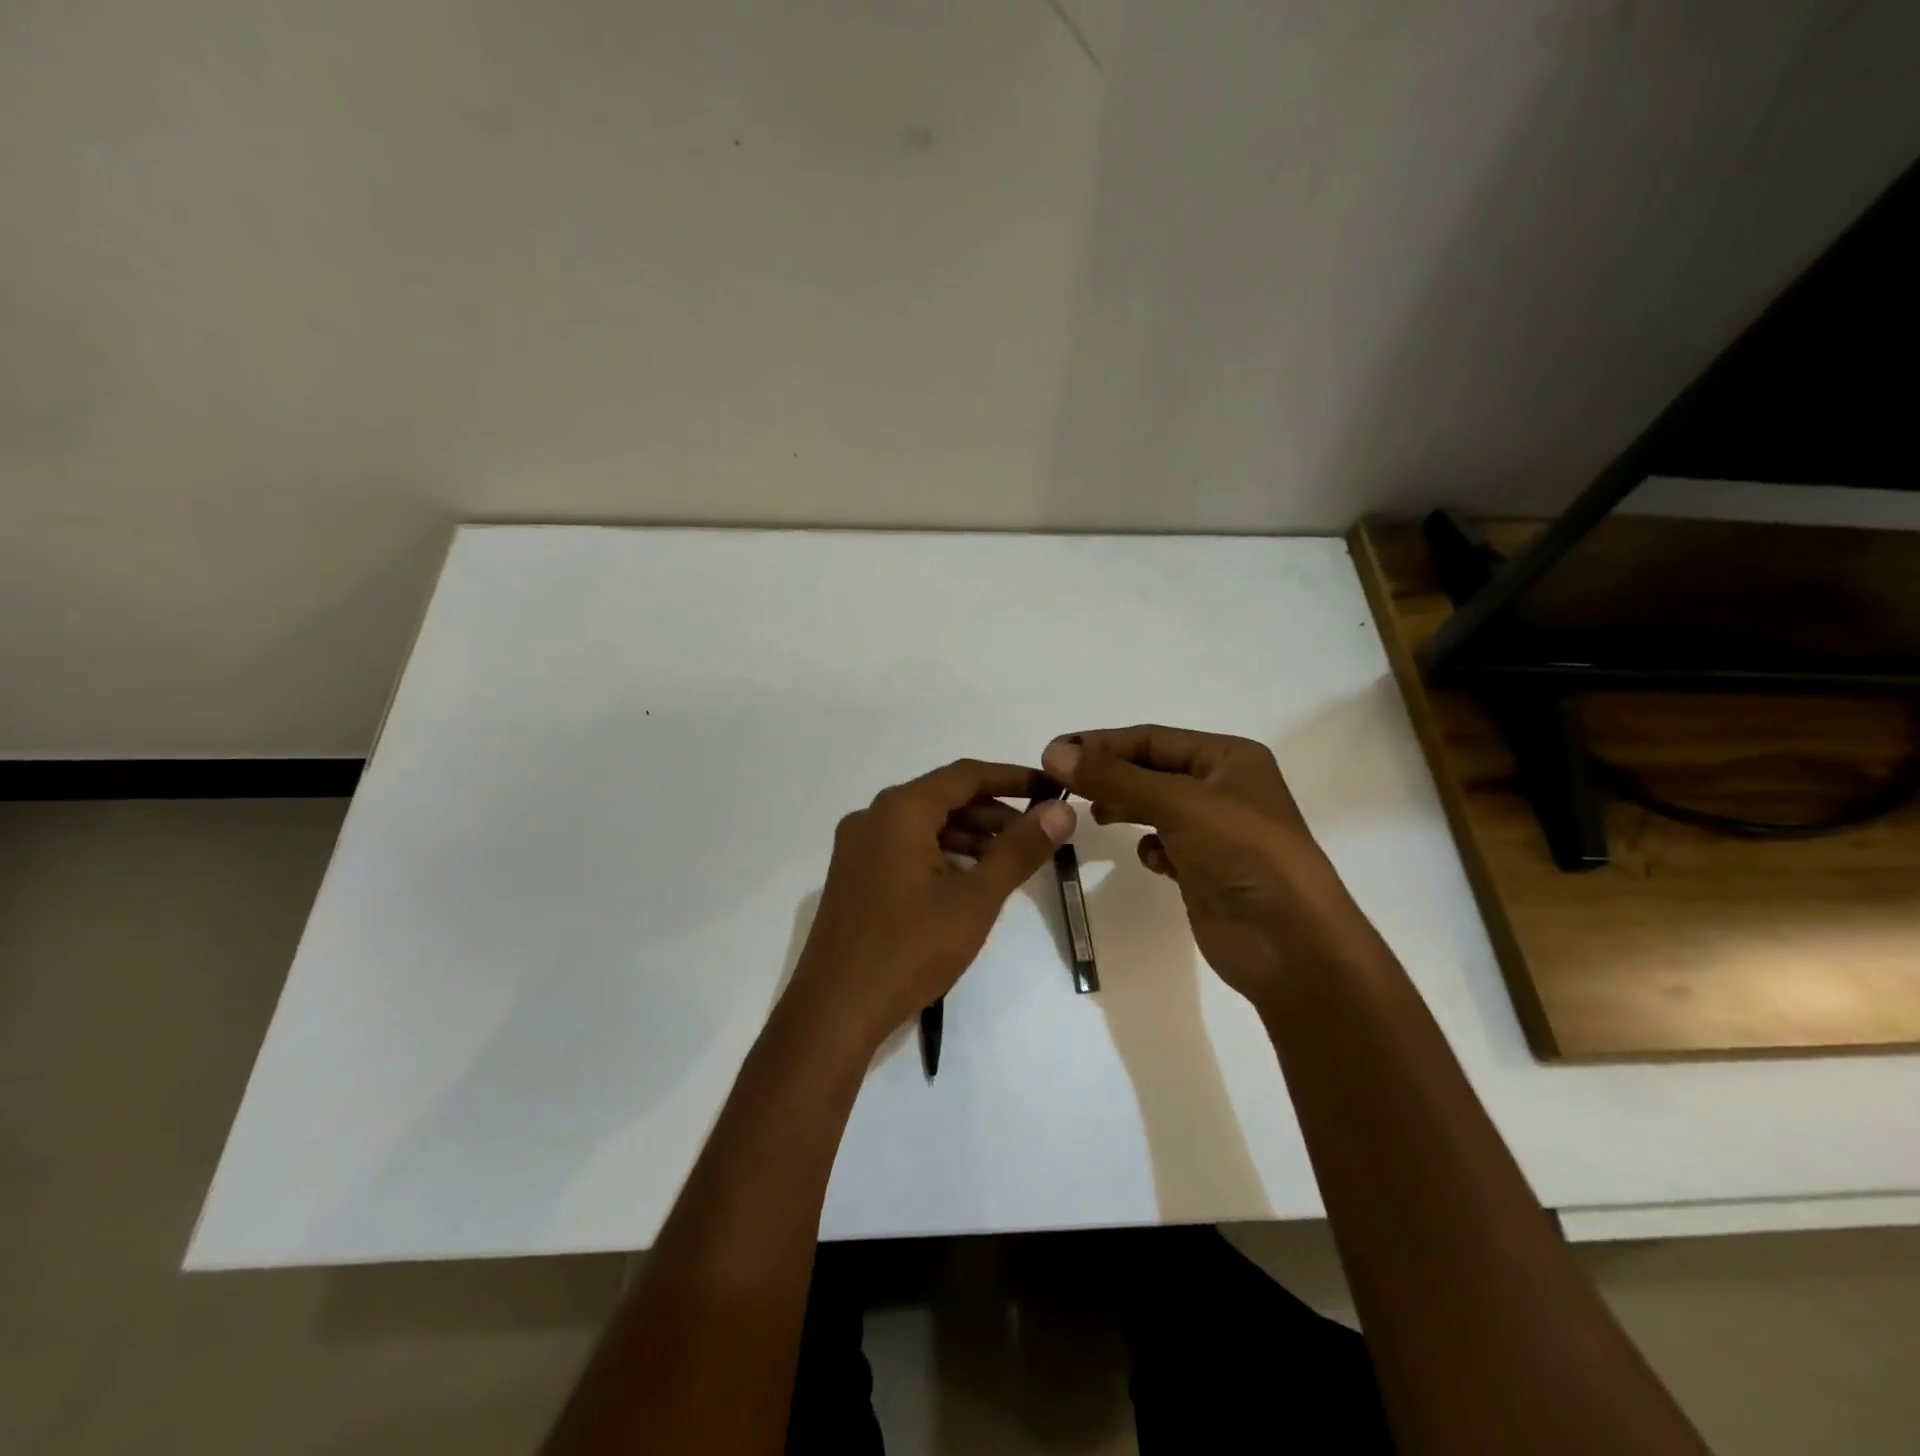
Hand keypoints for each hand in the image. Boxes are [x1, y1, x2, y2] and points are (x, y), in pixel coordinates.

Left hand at [780, 759, 1076, 1056]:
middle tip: (1038, 834)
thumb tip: (1061, 810)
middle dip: (994, 813)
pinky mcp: (854, 875)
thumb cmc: (909, 949)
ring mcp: (858, 847)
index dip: (1014, 778)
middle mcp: (873, 817)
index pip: (966, 775)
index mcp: (899, 810)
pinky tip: (970, 881)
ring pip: (925, 825)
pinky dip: (942, 855)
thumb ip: (1019, 850)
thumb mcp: (975, 899)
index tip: (1052, 790)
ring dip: (970, 836)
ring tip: (1011, 861)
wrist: (833, 1011)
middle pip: (944, 798)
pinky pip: (906, 848)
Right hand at [1040, 726, 1366, 1001]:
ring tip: (1093, 815)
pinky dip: (1150, 848)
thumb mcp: (1177, 804)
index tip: (1052, 753)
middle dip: (1108, 775)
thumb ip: (1114, 778)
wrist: (1289, 944)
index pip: (1152, 738)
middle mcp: (1223, 788)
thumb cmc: (1242, 854)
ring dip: (1124, 808)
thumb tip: (1053, 753)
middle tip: (1060, 784)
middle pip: (1151, 770)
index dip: (1101, 743)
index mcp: (1229, 758)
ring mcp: (1216, 832)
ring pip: (1155, 808)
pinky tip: (1148, 859)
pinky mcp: (1205, 870)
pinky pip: (1165, 846)